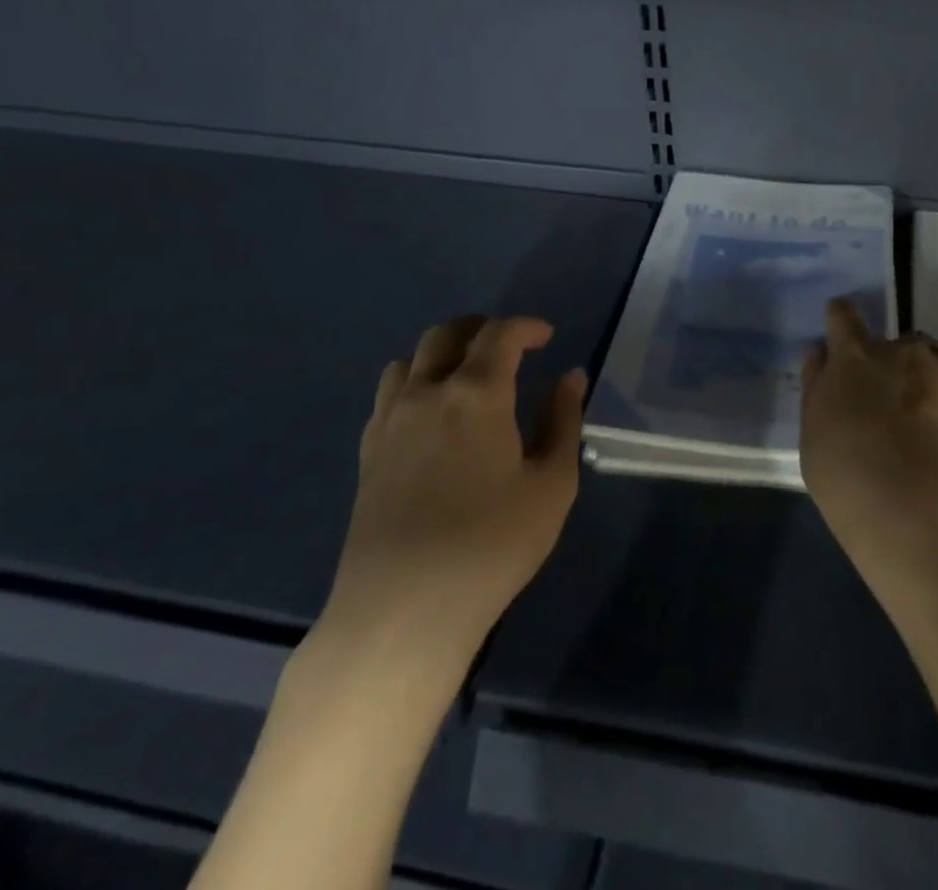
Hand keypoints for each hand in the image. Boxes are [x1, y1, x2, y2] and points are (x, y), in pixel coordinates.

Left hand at [318, 316, 584, 656]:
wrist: (402, 610)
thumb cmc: (491, 545)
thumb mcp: (551, 484)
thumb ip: (563, 421)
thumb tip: (570, 377)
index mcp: (476, 393)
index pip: (500, 334)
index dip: (527, 327)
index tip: (547, 337)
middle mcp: (427, 393)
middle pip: (446, 334)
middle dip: (481, 329)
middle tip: (509, 347)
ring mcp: (390, 422)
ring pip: (409, 359)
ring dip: (442, 353)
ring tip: (467, 376)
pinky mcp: (367, 453)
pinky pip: (388, 395)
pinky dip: (414, 384)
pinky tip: (432, 416)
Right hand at [800, 299, 937, 564]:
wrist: (911, 503)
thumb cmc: (844, 469)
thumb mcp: (813, 428)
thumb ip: (817, 384)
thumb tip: (819, 353)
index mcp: (854, 356)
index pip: (843, 315)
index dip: (842, 319)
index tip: (842, 332)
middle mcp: (902, 352)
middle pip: (901, 340)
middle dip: (898, 361)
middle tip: (893, 397)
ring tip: (936, 403)